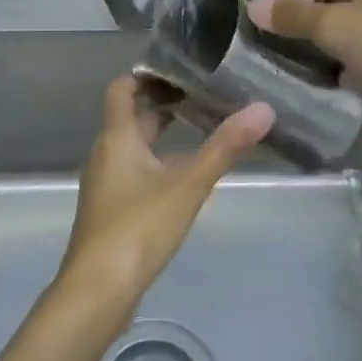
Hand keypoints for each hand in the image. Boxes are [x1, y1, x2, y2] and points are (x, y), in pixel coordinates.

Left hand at [57, 75, 274, 317]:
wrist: (97, 290)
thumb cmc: (138, 227)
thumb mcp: (188, 184)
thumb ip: (225, 147)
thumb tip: (264, 108)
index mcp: (117, 137)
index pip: (122, 88)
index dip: (147, 74)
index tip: (182, 70)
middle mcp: (106, 153)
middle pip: (131, 116)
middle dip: (163, 103)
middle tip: (204, 96)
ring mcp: (106, 183)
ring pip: (133, 145)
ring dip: (161, 134)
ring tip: (201, 129)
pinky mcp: (111, 209)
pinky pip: (133, 170)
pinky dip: (156, 161)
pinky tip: (183, 176)